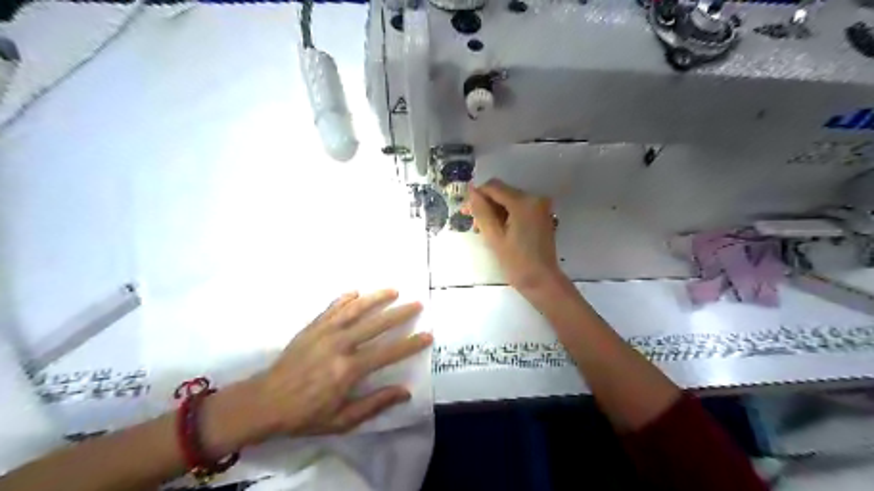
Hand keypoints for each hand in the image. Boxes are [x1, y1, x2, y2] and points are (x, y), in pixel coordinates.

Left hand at [254, 289, 431, 435]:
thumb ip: (374, 404)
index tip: (427, 335)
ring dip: (376, 298)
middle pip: (376, 324)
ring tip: (393, 290)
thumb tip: (404, 391)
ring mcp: (324, 332)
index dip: (410, 344)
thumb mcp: (342, 420)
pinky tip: (356, 292)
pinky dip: (345, 298)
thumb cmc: (305, 414)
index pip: (388, 353)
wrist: (264, 402)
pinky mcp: (312, 327)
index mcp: (349, 369)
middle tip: (417, 304)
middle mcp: (340, 345)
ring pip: (355, 309)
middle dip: (400, 313)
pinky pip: (332, 308)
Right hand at [467, 180, 562, 293]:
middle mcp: (535, 198)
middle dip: (486, 205)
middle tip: (473, 224)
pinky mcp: (541, 215)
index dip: (477, 196)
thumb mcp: (494, 236)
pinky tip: (498, 230)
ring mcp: (540, 207)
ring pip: (509, 200)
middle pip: (502, 192)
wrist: (542, 281)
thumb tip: (471, 191)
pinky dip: (506, 215)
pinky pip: (518, 208)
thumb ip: (482, 211)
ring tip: (483, 230)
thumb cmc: (516, 262)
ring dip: (494, 211)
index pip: (494, 187)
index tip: (465, 212)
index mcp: (523, 202)